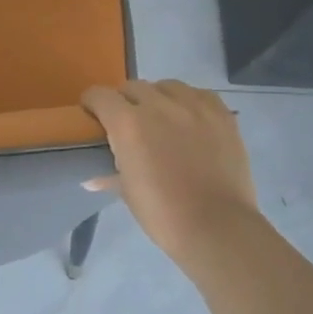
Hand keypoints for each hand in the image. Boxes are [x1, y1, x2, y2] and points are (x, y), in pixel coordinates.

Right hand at [81, 80, 264, 266]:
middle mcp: (158, 105)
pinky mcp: (221, 113)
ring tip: (161, 119)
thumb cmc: (163, 214)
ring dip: (157, 98)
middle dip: (125, 101)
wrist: (217, 227)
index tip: (93, 116)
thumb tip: (92, 178)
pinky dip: (189, 102)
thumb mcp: (128, 193)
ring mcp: (193, 106)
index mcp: (128, 124)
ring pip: (167, 86)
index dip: (92, 103)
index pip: (100, 95)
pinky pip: (199, 94)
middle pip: (132, 87)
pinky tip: (190, 119)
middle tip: (128, 123)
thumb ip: (110, 175)